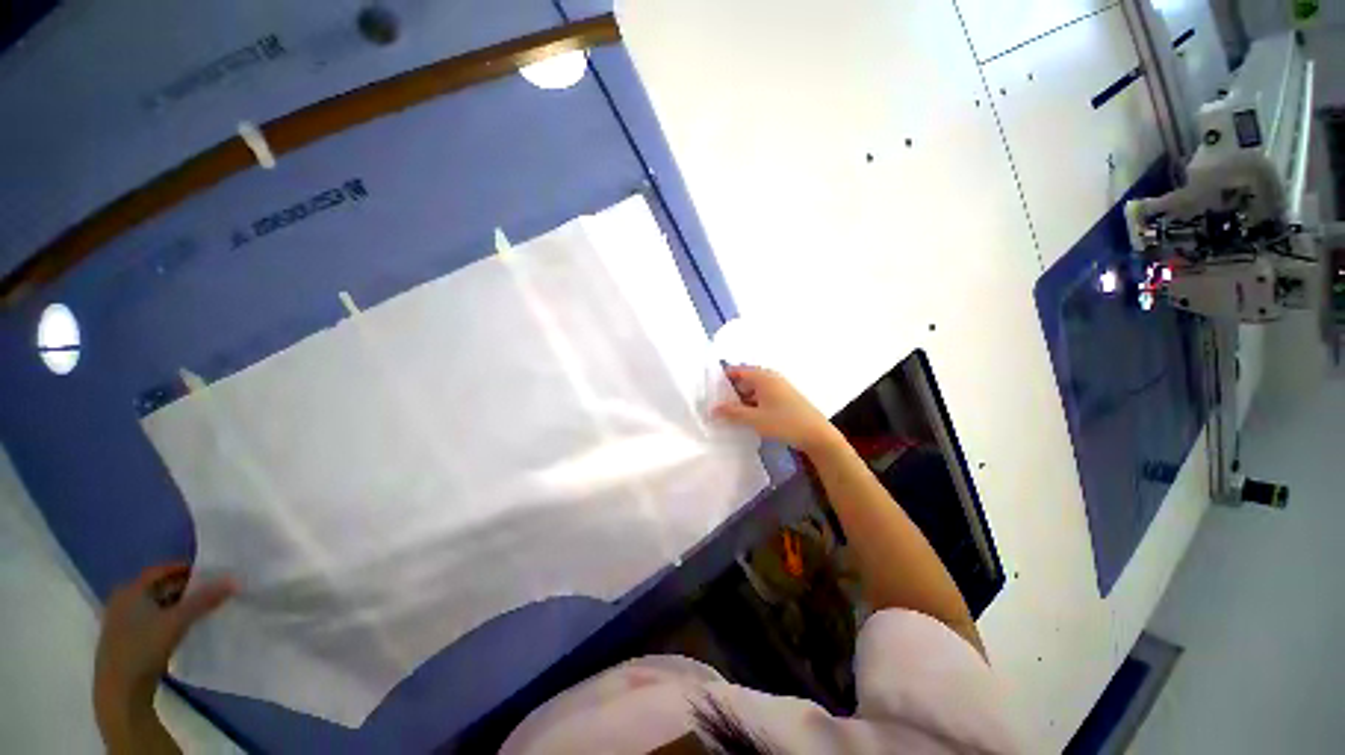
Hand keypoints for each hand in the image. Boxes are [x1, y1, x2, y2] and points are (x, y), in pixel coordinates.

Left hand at [94, 564, 234, 731]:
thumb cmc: (144, 649)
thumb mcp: (177, 622)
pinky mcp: (125, 639)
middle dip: (184, 589)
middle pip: (158, 588)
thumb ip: (205, 600)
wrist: (120, 691)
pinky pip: (150, 620)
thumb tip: (235, 579)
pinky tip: (181, 630)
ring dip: (177, 606)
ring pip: (155, 606)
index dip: (187, 570)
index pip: (162, 571)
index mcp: (130, 590)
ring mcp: (120, 622)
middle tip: (211, 592)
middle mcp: (122, 600)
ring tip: (201, 611)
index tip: (212, 573)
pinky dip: (167, 620)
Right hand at [713, 366, 842, 453]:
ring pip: (754, 389)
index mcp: (763, 377)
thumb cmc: (784, 422)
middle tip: (717, 404)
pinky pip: (763, 396)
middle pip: (745, 380)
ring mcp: (779, 388)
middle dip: (731, 391)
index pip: (737, 371)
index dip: (723, 379)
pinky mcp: (784, 398)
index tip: (710, 390)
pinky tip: (747, 417)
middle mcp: (771, 378)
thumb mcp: (755, 419)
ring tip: (729, 413)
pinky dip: (753, 403)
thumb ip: (732, 413)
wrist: (817, 434)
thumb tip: (712, 409)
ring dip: (742, 399)